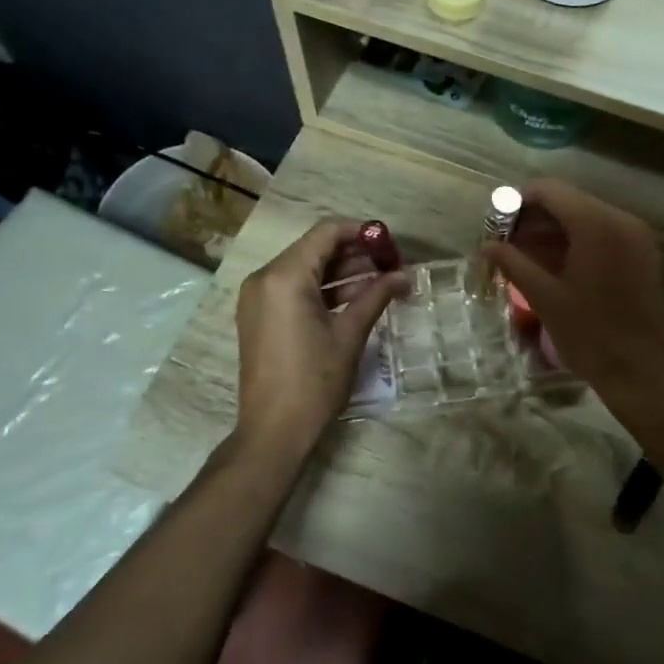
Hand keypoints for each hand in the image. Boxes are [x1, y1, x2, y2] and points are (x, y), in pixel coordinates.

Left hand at [235, 219, 407, 457]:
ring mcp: (258, 298)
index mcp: (284, 276)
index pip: (326, 233)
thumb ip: (376, 296)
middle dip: (355, 254)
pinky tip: (356, 299)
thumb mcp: (350, 334)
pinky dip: (323, 290)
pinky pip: (294, 289)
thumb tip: (405, 276)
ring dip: (342, 272)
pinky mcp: (260, 316)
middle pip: (315, 249)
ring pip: (306, 269)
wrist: (274, 430)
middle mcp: (265, 278)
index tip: (391, 244)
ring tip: (381, 282)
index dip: (362, 232)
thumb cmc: (314, 380)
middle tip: (392, 265)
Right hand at [484, 180, 663, 397]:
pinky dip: (576, 240)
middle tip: (506, 242)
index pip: (550, 191)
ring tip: (524, 255)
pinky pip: (603, 233)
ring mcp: (636, 236)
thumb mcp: (545, 298)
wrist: (641, 371)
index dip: (519, 201)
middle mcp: (620, 220)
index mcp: (596, 225)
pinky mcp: (642, 253)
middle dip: (535, 218)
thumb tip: (487, 245)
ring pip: (586, 216)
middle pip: (569, 201)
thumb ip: (514, 263)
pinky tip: (553, 263)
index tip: (497, 223)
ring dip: (554, 230)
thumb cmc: (589, 334)